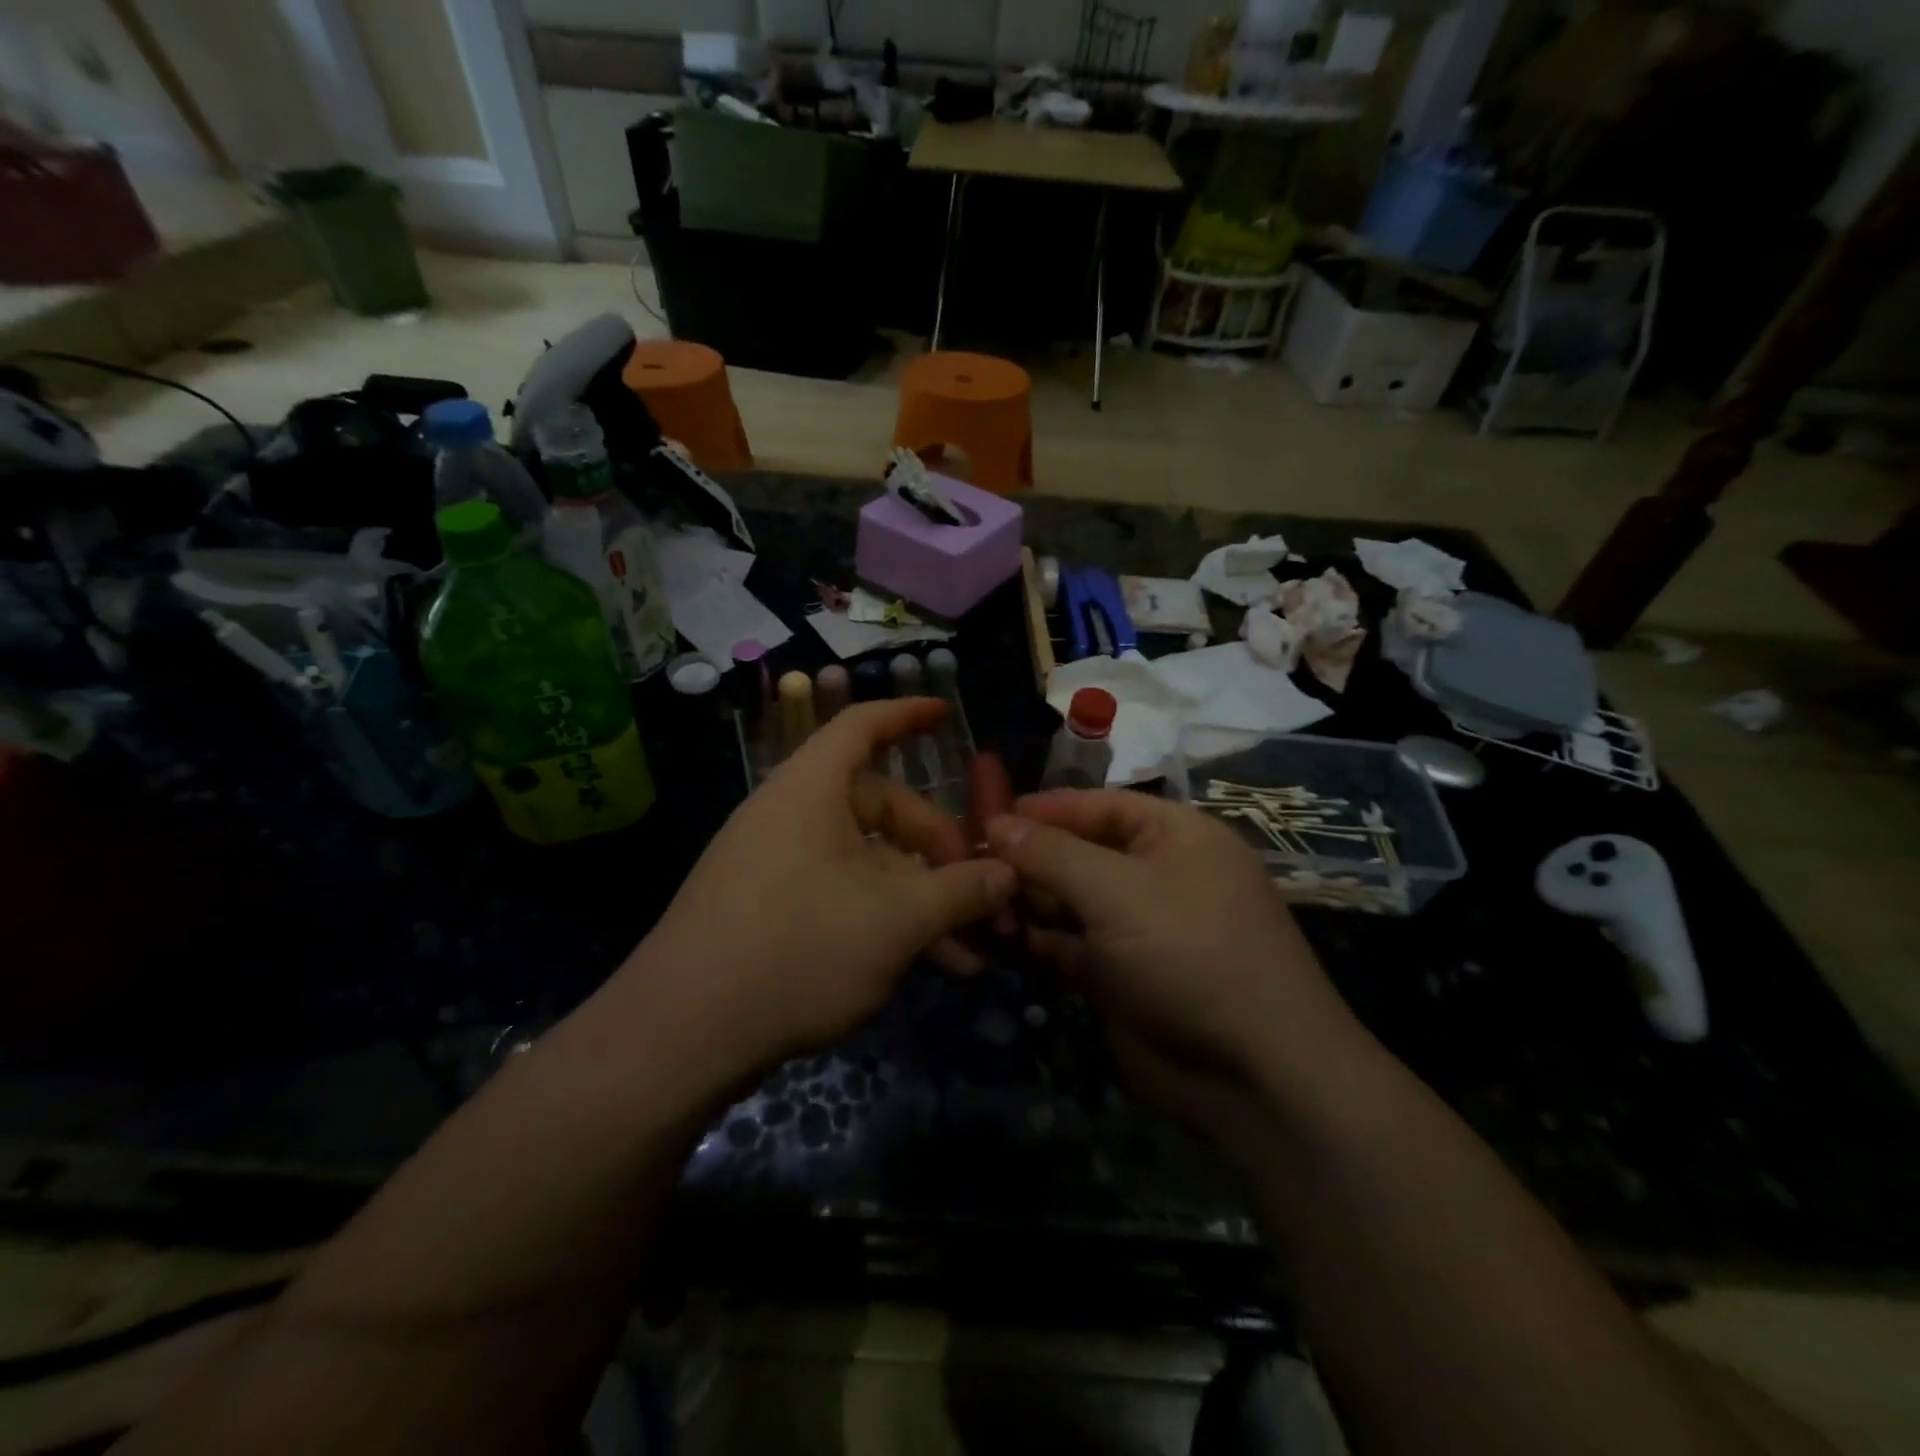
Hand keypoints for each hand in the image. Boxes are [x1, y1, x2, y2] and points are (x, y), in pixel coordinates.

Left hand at [619, 699, 1015, 1084]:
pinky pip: (840, 894)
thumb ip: (960, 892)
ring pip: (866, 862)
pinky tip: (922, 965)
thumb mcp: (897, 921)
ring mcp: (775, 866)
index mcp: (811, 791)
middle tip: (977, 896)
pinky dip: (883, 918)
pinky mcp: (767, 911)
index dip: (907, 714)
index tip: (946, 714)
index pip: (861, 725)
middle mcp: (790, 816)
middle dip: (936, 849)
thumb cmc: (797, 950)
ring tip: (965, 952)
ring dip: (918, 898)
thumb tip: (1008, 874)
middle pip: (879, 807)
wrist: (680, 1037)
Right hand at [986, 791, 1359, 1132]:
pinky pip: (1071, 945)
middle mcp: (1158, 874)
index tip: (986, 816)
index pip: (1098, 806)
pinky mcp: (1122, 975)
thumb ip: (1051, 853)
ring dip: (1027, 903)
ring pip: (1070, 901)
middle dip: (1028, 860)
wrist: (1253, 1073)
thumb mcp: (1116, 891)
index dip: (1044, 809)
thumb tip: (995, 822)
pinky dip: (1038, 942)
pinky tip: (999, 942)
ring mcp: (1139, 928)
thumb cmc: (1189, 952)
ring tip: (980, 907)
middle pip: (1079, 852)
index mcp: (1174, 835)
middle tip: (971, 868)